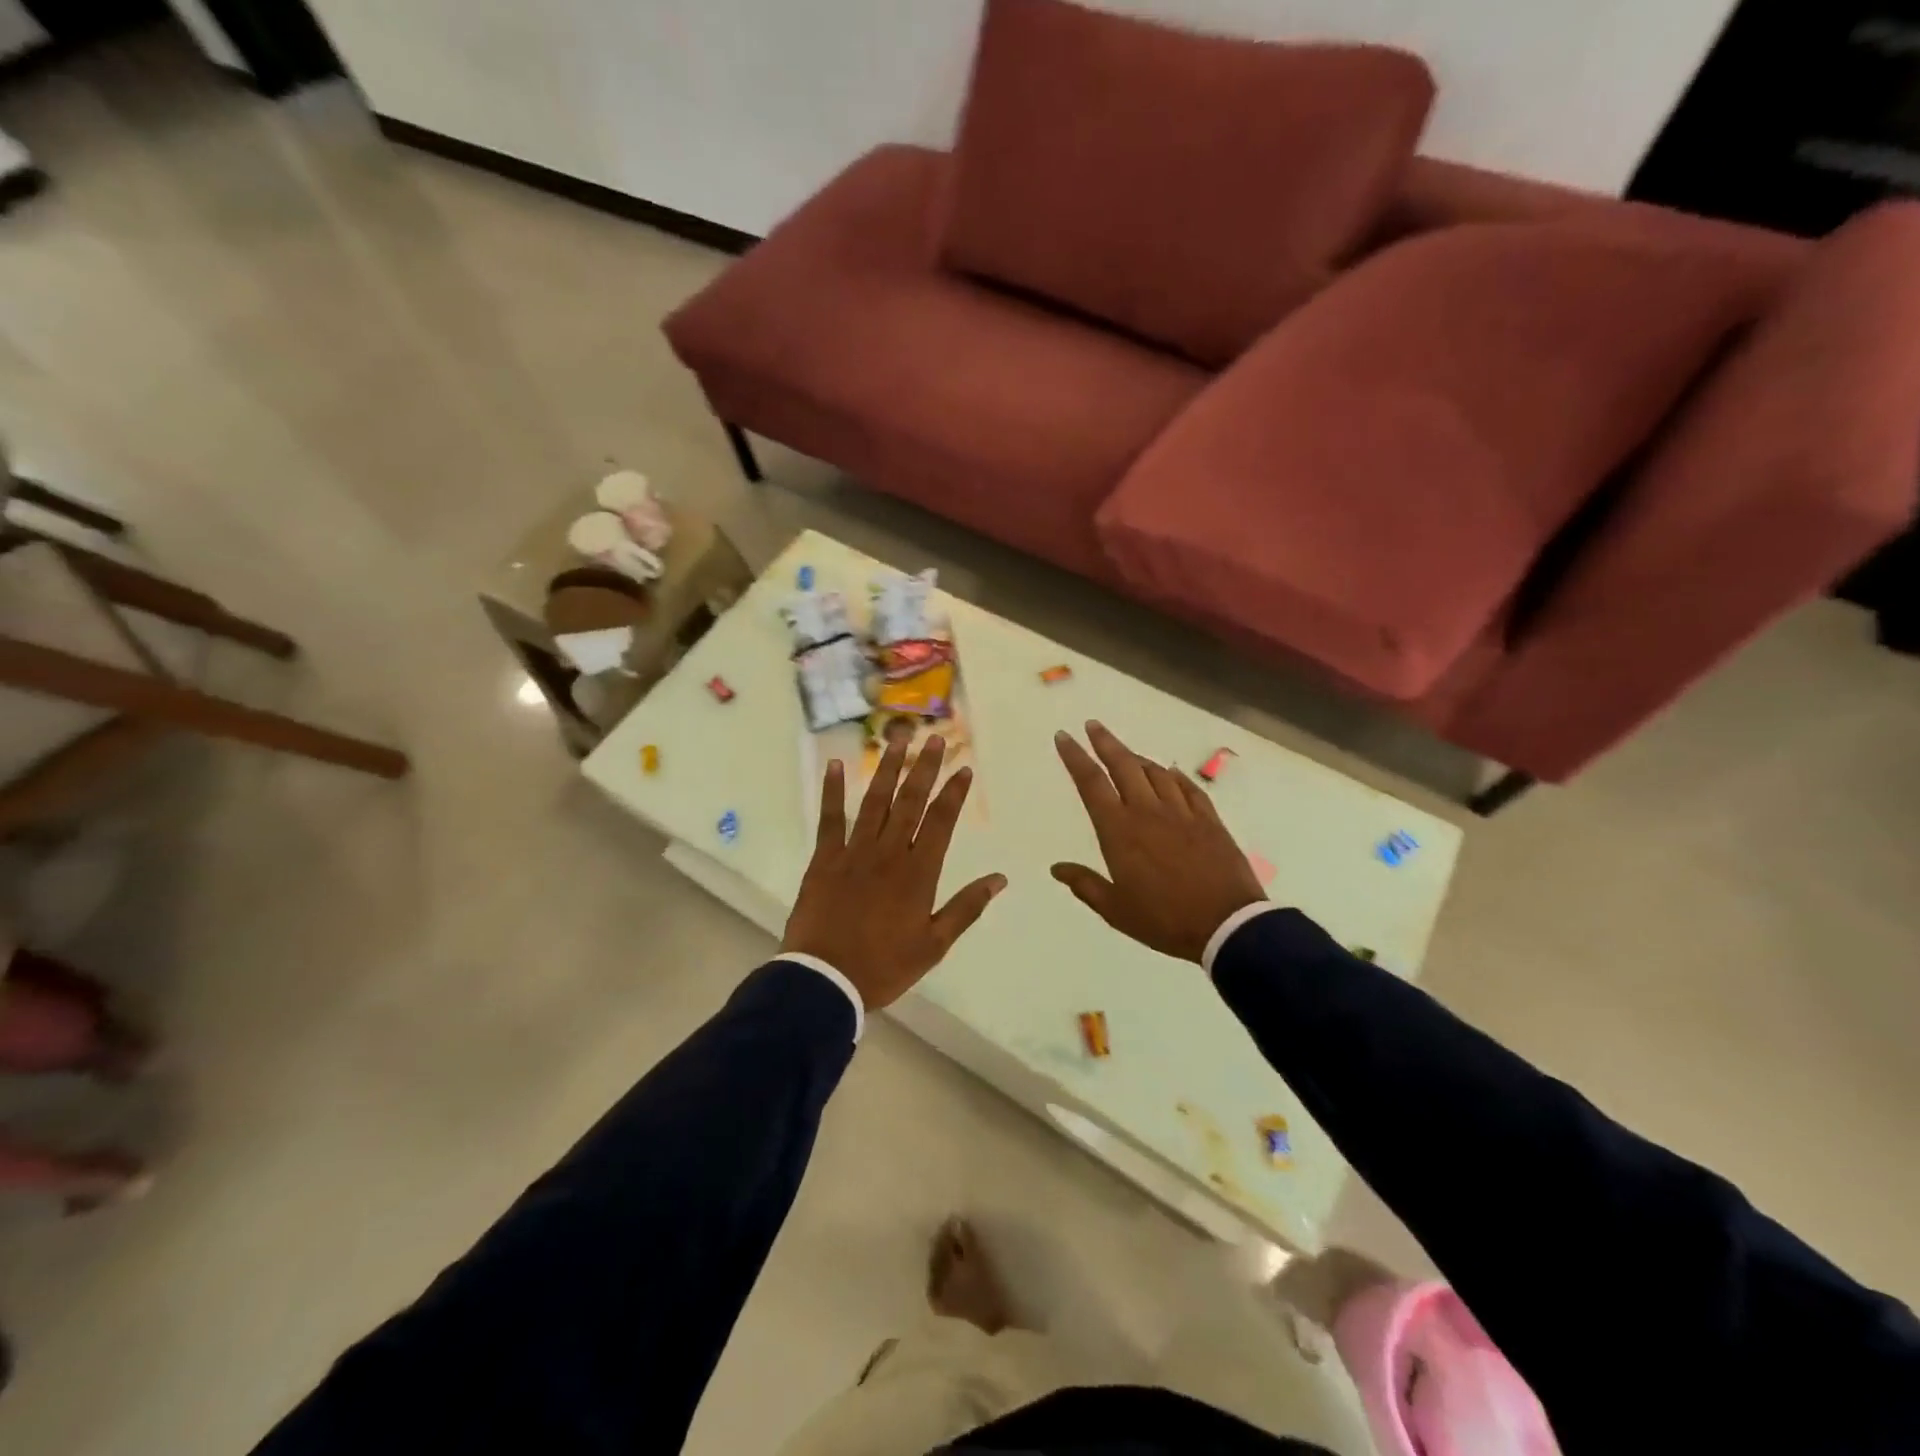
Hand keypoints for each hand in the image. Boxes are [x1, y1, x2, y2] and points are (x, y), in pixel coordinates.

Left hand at [783, 735, 1006, 1010]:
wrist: (826, 980)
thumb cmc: (884, 966)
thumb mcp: (934, 944)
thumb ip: (966, 908)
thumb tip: (999, 879)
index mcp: (918, 873)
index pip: (941, 822)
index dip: (954, 793)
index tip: (965, 768)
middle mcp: (889, 853)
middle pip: (910, 802)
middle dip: (925, 768)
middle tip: (936, 738)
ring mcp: (854, 852)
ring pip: (875, 801)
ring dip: (888, 768)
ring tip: (899, 739)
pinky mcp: (824, 859)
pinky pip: (829, 818)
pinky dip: (831, 791)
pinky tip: (834, 764)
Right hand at [1052, 722, 1265, 963]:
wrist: (1226, 924)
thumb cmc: (1164, 920)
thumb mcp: (1116, 910)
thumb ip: (1085, 885)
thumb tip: (1056, 868)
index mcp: (1119, 831)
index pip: (1091, 783)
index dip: (1075, 757)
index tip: (1065, 737)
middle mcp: (1147, 811)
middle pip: (1123, 765)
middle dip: (1105, 742)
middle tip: (1093, 725)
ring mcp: (1181, 812)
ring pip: (1156, 772)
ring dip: (1138, 759)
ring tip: (1127, 754)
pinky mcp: (1209, 819)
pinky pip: (1188, 788)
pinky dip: (1175, 776)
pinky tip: (1170, 773)